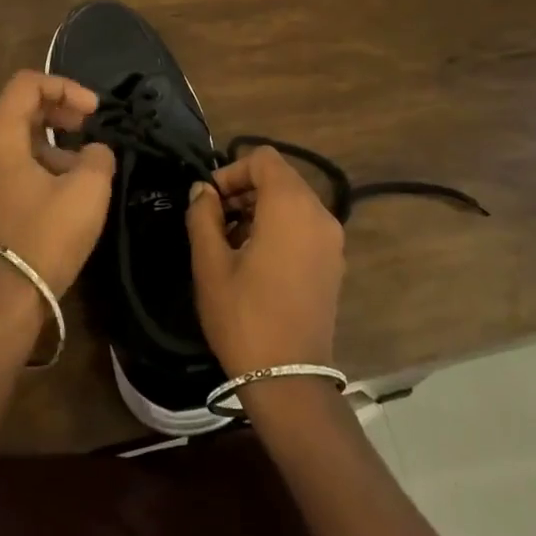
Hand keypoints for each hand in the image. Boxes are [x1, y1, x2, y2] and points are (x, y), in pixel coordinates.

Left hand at [0, 71, 114, 308]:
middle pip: (14, 109)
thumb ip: (97, 156)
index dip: (66, 87)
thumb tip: (93, 152)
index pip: (26, 84)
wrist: (2, 302)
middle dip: (56, 111)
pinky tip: (55, 193)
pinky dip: (29, 165)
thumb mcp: (88, 190)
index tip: (94, 111)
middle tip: (87, 127)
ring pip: (8, 142)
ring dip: (46, 142)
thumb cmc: (45, 237)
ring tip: (79, 167)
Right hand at [185, 145, 343, 375]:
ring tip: (229, 243)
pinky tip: (254, 260)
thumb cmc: (243, 315)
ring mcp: (332, 239)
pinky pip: (304, 226)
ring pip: (293, 202)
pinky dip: (279, 227)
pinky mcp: (333, 262)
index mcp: (290, 205)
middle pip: (280, 178)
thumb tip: (202, 191)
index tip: (209, 201)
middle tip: (213, 221)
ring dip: (260, 210)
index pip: (263, 158)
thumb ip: (203, 215)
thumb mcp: (210, 263)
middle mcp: (319, 213)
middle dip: (244, 190)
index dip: (231, 170)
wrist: (288, 377)